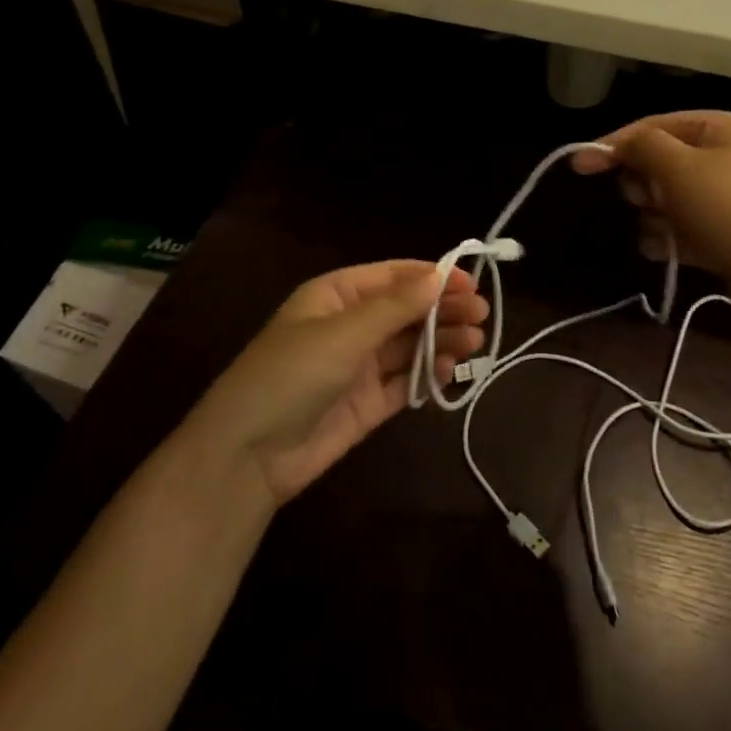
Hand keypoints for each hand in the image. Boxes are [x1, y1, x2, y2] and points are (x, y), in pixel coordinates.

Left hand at [191, 261, 487, 505]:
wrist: (249, 454)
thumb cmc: (292, 374)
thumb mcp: (343, 332)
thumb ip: (395, 306)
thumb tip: (439, 276)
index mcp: (336, 296)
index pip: (393, 276)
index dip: (432, 276)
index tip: (471, 282)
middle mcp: (350, 326)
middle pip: (406, 310)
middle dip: (443, 309)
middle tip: (482, 315)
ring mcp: (359, 365)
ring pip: (410, 344)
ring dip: (442, 340)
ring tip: (476, 342)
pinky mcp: (367, 402)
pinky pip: (404, 380)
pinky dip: (428, 373)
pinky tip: (451, 369)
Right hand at [571, 111, 730, 322]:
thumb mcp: (681, 169)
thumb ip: (642, 148)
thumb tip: (616, 144)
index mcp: (719, 130)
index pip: (653, 126)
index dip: (614, 143)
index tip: (578, 166)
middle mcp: (724, 158)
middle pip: (660, 163)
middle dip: (643, 184)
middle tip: (644, 200)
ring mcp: (728, 200)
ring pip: (668, 200)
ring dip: (654, 216)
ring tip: (662, 233)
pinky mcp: (726, 236)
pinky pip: (683, 229)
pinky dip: (669, 239)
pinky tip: (666, 251)